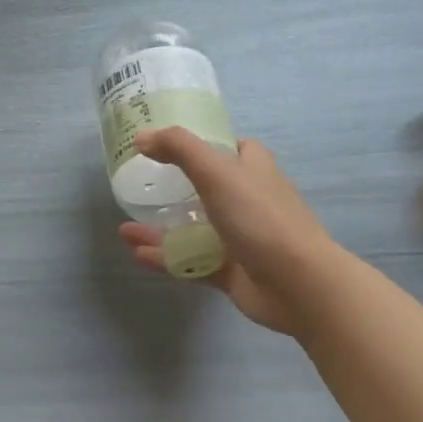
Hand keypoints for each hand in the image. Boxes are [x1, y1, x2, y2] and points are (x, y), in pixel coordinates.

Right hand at [117, 128, 343, 338]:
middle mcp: (248, 200)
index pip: (230, 148)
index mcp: (253, 170)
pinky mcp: (231, 271)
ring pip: (194, 229)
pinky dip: (166, 258)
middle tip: (139, 188)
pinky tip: (138, 255)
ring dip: (160, 229)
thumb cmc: (260, 218)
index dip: (202, 143)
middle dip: (173, 189)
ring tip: (125, 229)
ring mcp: (240, 238)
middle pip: (207, 189)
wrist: (297, 284)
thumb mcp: (218, 172)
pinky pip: (191, 261)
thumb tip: (141, 137)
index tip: (166, 146)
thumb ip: (179, 149)